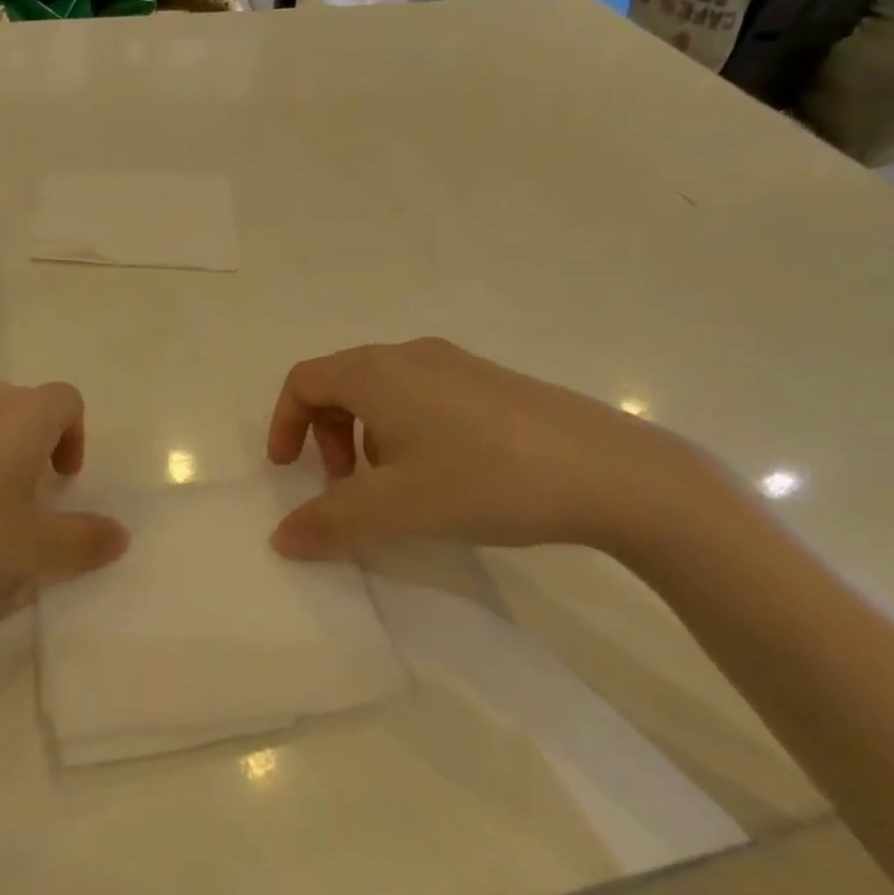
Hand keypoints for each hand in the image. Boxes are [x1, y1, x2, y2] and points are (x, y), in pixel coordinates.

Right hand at [266, 338, 710, 560]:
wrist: (613, 473)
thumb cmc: (484, 480)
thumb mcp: (394, 509)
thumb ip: (327, 523)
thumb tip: (280, 538)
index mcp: (377, 373)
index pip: (304, 381)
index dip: (283, 423)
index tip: (287, 469)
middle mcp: (411, 356)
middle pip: (341, 382)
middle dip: (325, 433)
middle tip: (341, 483)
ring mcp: (458, 364)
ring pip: (384, 390)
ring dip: (365, 433)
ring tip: (391, 484)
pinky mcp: (493, 382)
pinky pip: (423, 395)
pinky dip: (404, 428)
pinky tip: (442, 472)